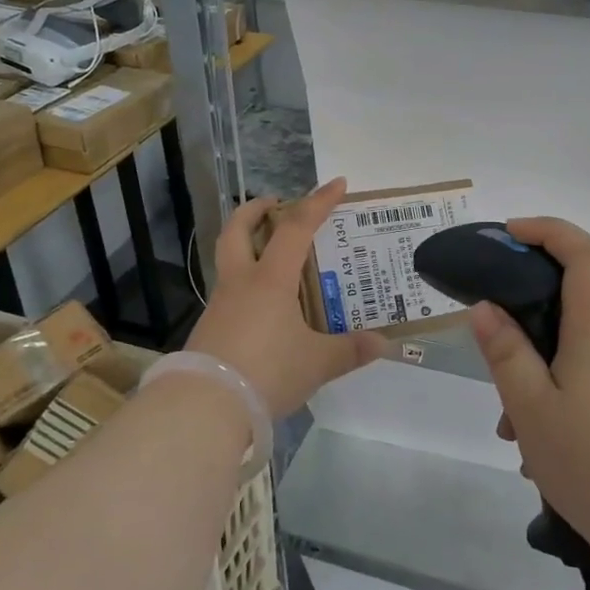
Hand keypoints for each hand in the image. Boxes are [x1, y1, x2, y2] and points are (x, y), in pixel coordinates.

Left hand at [185, 179, 391, 418]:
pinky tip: (263, 304)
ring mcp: (220, 304)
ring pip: (229, 259)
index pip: (296, 228)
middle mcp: (241, 282)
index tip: (337, 184)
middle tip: (275, 204)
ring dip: (247, 245)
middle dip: (255, 210)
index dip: (318, 202)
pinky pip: (229, 291)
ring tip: (273, 255)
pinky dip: (246, 282)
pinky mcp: (209, 327)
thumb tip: (383, 343)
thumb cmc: (267, 371)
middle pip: (238, 229)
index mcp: (270, 280)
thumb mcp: (317, 363)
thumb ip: (350, 350)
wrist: (206, 405)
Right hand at [471, 217, 589, 559]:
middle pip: (569, 307)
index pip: (582, 254)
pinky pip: (587, 385)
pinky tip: (540, 453)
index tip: (509, 234)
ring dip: (536, 377)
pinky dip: (557, 401)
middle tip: (493, 363)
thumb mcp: (532, 408)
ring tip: (513, 433)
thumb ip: (506, 353)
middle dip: (525, 325)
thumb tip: (485, 307)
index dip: (547, 231)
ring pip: (573, 355)